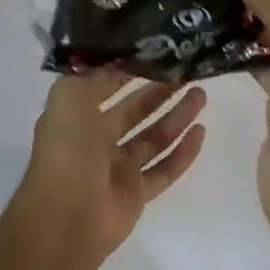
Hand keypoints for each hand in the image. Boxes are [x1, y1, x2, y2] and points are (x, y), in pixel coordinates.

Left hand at [12, 71, 207, 261]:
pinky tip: (201, 132)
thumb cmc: (67, 150)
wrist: (67, 216)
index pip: (106, 88)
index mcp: (77, 117)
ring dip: (177, 117)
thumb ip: (93, 75)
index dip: (129, 70)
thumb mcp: (69, 96)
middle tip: (187, 74)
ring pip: (153, 138)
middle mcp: (96, 141)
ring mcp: (118, 170)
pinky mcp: (136, 194)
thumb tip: (118, 61)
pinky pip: (165, 170)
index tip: (157, 53)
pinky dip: (183, 153)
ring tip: (200, 95)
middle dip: (159, 93)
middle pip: (135, 112)